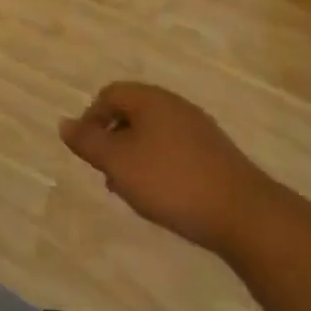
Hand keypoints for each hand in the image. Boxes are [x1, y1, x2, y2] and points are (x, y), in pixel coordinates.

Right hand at [60, 83, 275, 254]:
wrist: (246, 215)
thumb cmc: (172, 181)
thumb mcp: (118, 162)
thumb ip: (88, 142)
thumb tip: (64, 124)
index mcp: (150, 99)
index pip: (109, 94)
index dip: (91, 119)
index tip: (87, 151)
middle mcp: (175, 106)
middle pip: (132, 112)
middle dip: (113, 139)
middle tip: (107, 171)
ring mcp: (199, 130)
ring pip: (154, 133)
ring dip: (135, 155)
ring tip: (131, 188)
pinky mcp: (216, 155)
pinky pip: (175, 150)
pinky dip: (160, 166)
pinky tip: (162, 195)